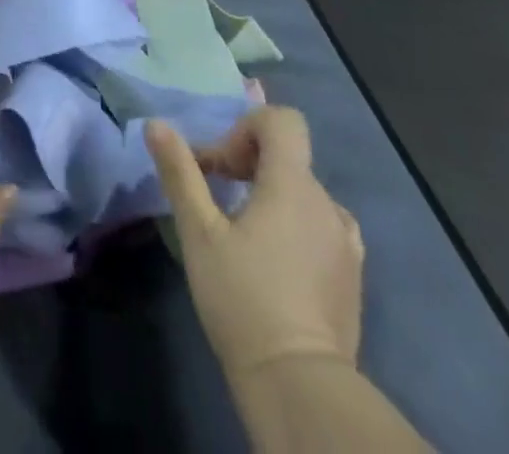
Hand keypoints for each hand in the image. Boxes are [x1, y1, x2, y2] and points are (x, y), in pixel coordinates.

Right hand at [147, 107, 363, 374]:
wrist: (300, 388)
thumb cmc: (243, 299)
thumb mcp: (199, 232)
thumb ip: (180, 173)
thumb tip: (156, 124)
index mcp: (293, 184)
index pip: (282, 121)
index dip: (247, 128)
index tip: (221, 167)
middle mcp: (326, 203)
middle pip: (287, 156)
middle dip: (247, 164)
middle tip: (216, 198)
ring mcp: (345, 242)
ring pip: (303, 193)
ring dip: (271, 196)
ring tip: (241, 233)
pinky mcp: (352, 277)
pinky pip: (321, 227)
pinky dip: (296, 226)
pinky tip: (274, 262)